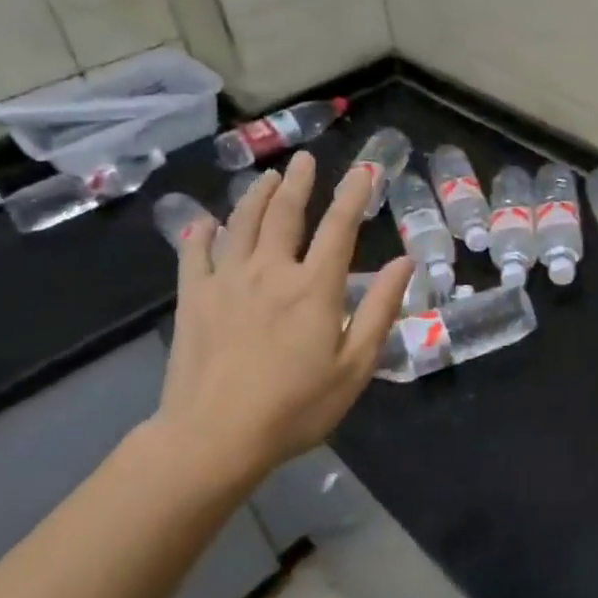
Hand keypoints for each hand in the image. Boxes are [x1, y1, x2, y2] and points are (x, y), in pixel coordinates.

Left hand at [152, 151, 411, 491]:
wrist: (213, 437)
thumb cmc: (295, 407)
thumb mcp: (354, 366)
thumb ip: (380, 309)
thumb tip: (404, 262)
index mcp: (314, 287)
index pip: (339, 227)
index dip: (354, 194)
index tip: (364, 170)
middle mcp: (271, 271)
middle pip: (285, 214)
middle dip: (299, 183)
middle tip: (304, 160)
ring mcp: (226, 282)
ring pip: (242, 225)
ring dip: (256, 197)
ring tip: (267, 178)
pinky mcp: (193, 300)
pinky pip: (194, 256)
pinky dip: (200, 235)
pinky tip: (204, 222)